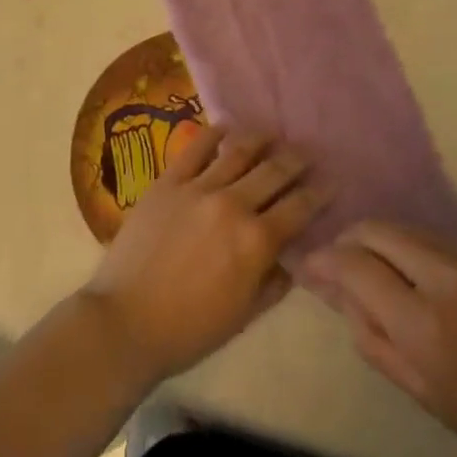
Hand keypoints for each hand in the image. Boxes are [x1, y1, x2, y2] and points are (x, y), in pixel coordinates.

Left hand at [82, 127, 326, 383]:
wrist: (125, 322)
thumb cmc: (189, 329)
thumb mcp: (244, 315)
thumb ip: (275, 281)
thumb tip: (295, 255)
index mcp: (256, 241)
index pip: (299, 207)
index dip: (320, 192)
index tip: (331, 182)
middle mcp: (233, 205)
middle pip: (275, 171)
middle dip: (296, 160)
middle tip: (307, 153)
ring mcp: (199, 187)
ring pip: (239, 151)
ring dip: (262, 139)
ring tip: (273, 135)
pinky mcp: (169, 180)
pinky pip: (196, 147)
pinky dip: (215, 133)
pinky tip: (227, 127)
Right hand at [303, 222, 456, 456]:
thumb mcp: (427, 394)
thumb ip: (376, 342)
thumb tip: (342, 300)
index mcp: (421, 320)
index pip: (355, 266)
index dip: (325, 261)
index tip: (308, 265)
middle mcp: (439, 273)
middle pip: (377, 230)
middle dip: (349, 238)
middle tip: (337, 261)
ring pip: (404, 228)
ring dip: (378, 239)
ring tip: (370, 265)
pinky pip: (432, 236)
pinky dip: (408, 244)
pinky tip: (410, 269)